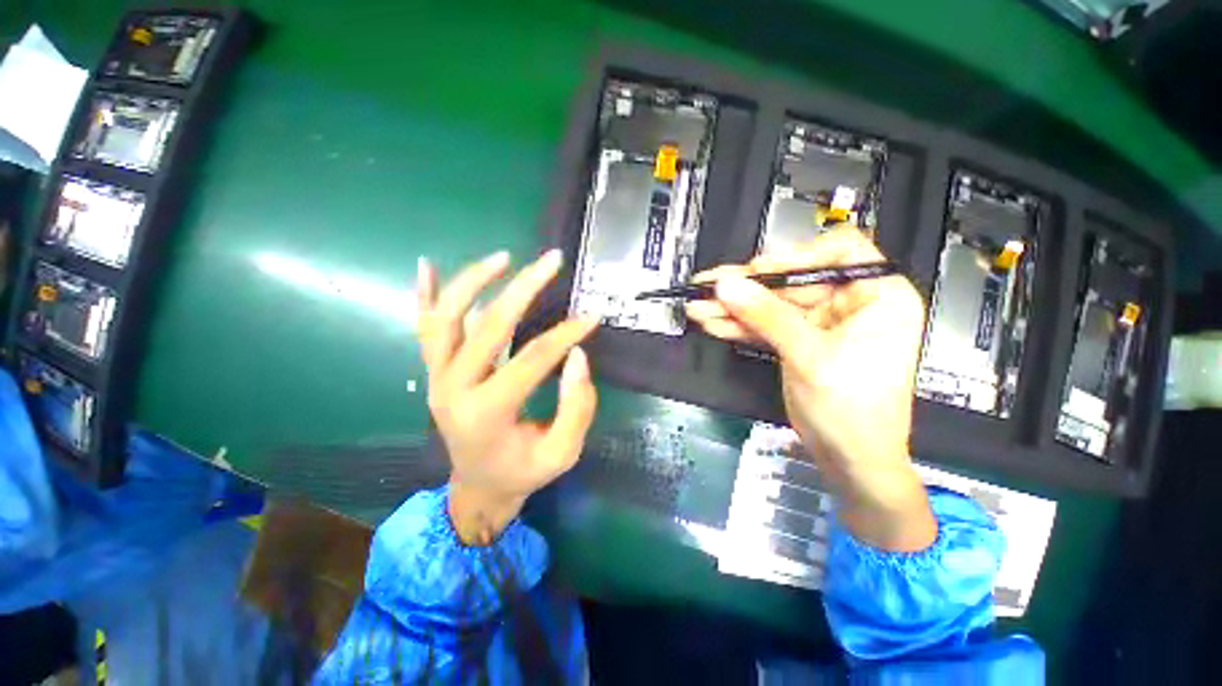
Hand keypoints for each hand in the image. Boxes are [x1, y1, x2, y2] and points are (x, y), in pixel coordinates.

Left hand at [417, 250, 598, 544]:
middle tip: (551, 261)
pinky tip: (426, 264)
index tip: (592, 318)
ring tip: (504, 257)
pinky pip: (423, 328)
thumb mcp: (562, 452)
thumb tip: (578, 355)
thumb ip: (576, 407)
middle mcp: (454, 388)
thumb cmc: (523, 472)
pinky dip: (424, 295)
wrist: (478, 487)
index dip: (566, 335)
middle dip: (524, 289)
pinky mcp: (433, 372)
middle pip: (489, 325)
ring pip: (447, 318)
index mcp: (488, 413)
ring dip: (474, 282)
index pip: (534, 358)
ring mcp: (436, 377)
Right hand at [686, 228, 935, 550]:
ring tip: (697, 307)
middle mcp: (849, 303)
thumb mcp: (809, 357)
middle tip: (706, 288)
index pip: (840, 251)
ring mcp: (819, 323)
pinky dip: (738, 325)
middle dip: (746, 289)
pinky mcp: (797, 341)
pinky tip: (711, 322)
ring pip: (771, 305)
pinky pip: (765, 326)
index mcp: (877, 295)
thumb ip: (766, 316)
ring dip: (733, 308)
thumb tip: (726, 285)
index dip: (798, 255)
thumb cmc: (850, 409)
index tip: (761, 270)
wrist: (850, 461)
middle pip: (791, 282)